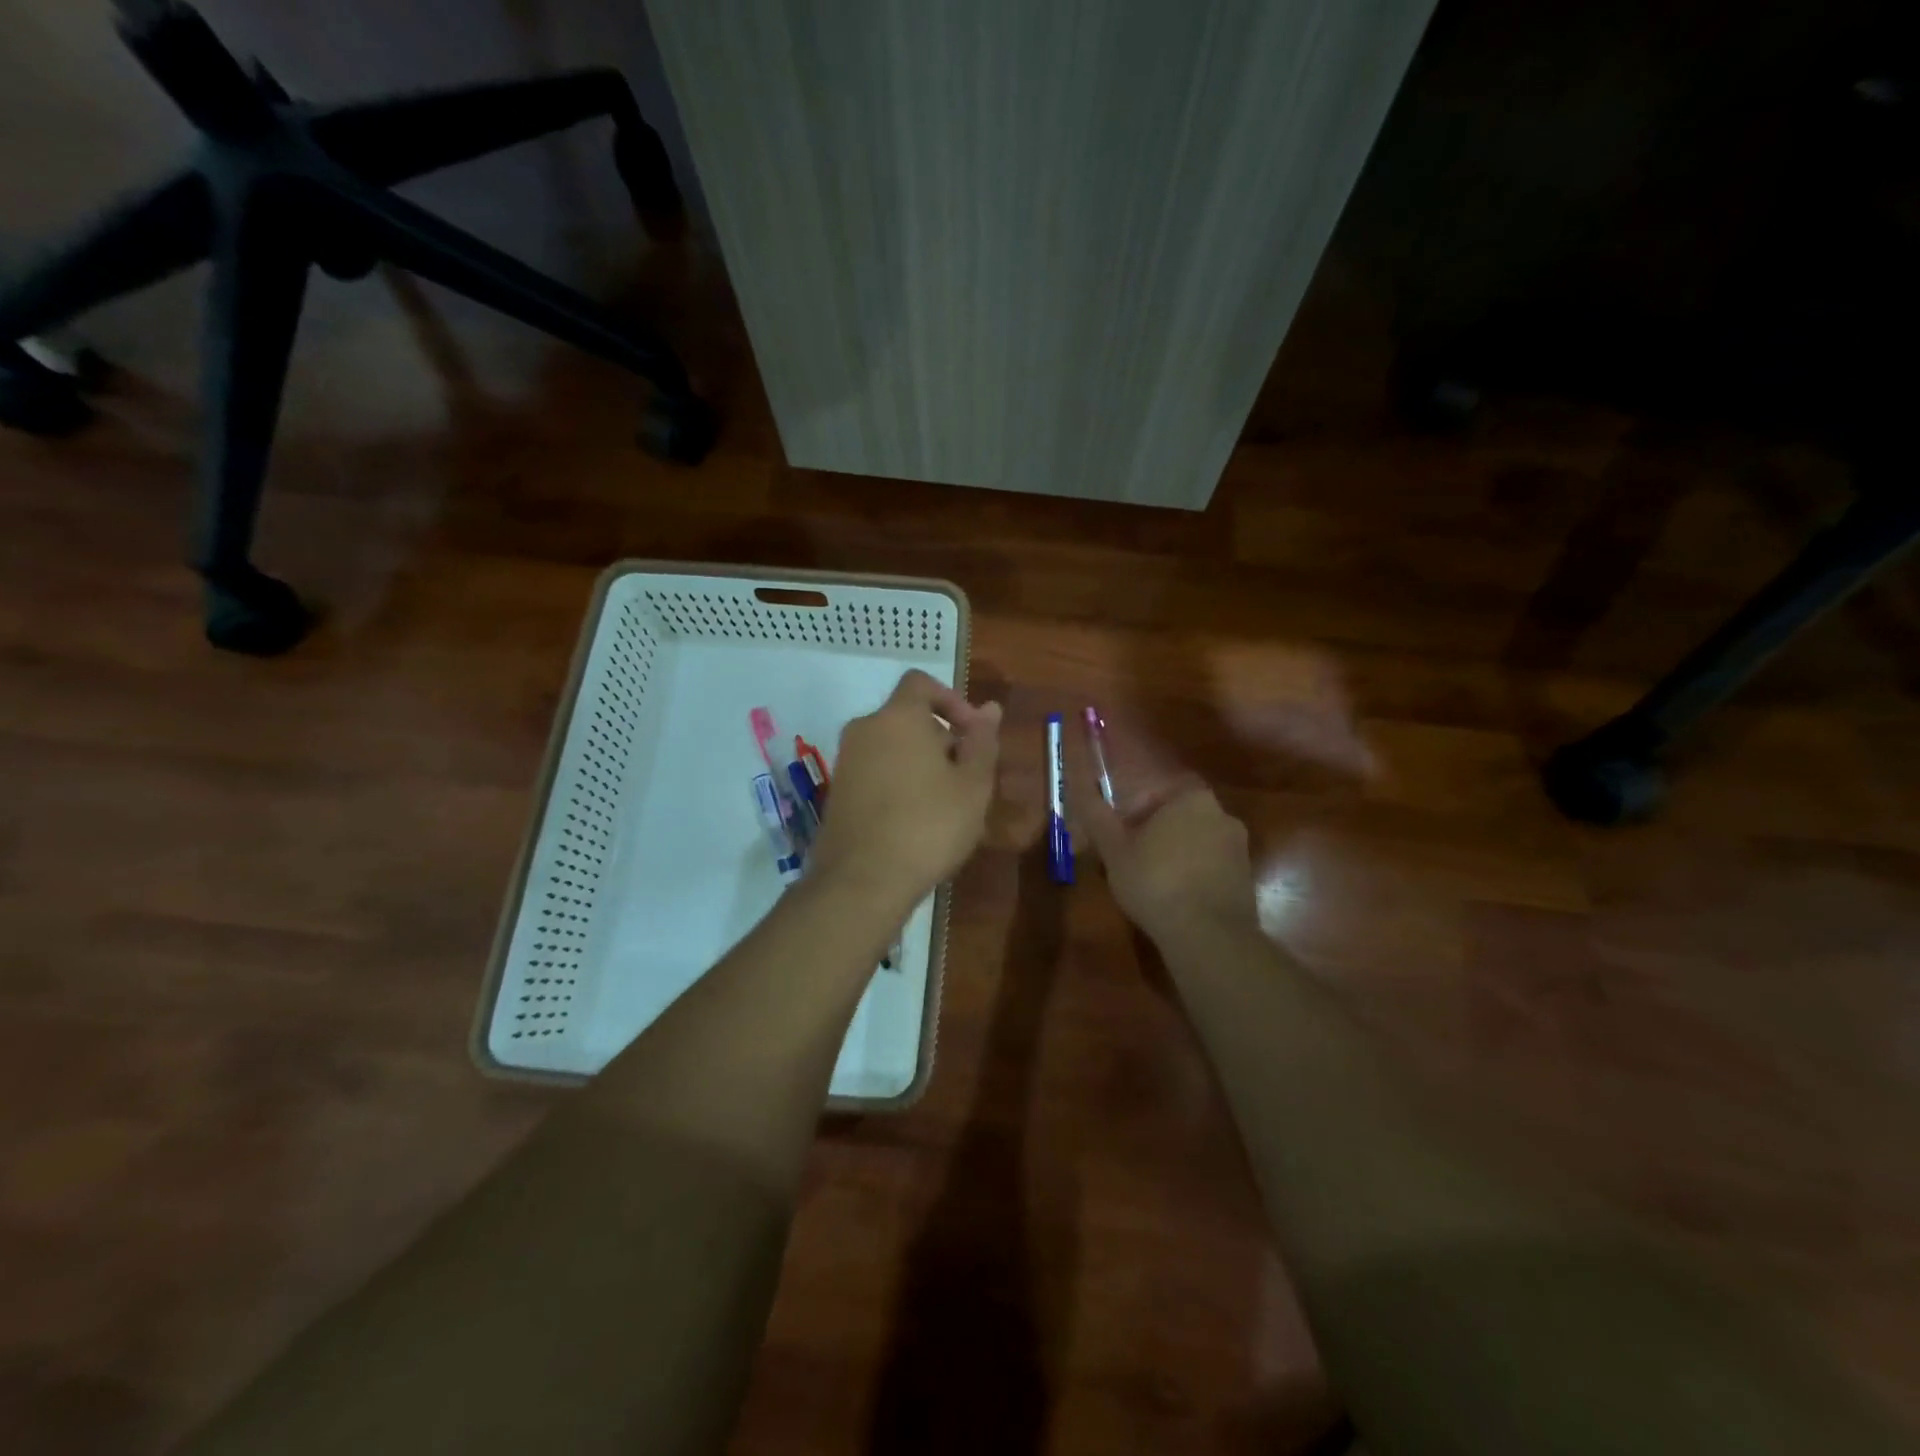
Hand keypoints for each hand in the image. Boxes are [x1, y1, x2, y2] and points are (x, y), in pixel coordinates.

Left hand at [807, 670, 1001, 913]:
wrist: (862, 882)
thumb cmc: (928, 826)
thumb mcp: (972, 785)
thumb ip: (982, 741)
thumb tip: (990, 708)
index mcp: (897, 717)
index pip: (921, 683)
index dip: (952, 701)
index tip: (973, 735)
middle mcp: (864, 730)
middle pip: (907, 718)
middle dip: (940, 740)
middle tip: (966, 779)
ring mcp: (845, 762)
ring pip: (891, 748)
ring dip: (920, 765)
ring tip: (945, 805)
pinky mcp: (837, 793)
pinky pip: (875, 773)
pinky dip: (897, 784)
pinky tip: (915, 822)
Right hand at [1069, 723, 1258, 948]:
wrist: (1209, 936)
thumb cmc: (1155, 881)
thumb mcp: (1114, 849)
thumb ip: (1096, 815)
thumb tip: (1079, 785)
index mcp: (1193, 799)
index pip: (1158, 793)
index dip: (1133, 812)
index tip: (1119, 835)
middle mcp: (1223, 816)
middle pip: (1178, 818)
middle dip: (1153, 835)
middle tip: (1128, 860)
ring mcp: (1239, 850)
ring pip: (1195, 845)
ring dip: (1173, 857)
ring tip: (1147, 884)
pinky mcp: (1246, 881)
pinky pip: (1210, 870)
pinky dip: (1191, 878)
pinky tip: (1172, 901)